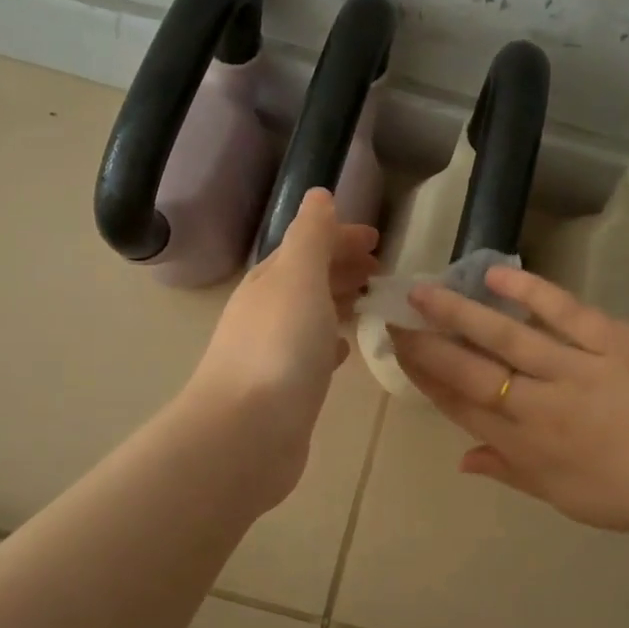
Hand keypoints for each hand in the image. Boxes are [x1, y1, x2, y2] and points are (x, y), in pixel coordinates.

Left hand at [183, 189, 378, 508]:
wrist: (248, 432)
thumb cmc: (279, 348)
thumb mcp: (298, 277)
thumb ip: (311, 236)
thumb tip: (318, 195)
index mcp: (270, 281)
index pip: (306, 246)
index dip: (340, 237)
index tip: (378, 240)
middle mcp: (267, 312)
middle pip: (307, 279)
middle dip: (341, 268)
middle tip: (380, 271)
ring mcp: (273, 352)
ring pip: (310, 316)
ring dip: (336, 303)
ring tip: (368, 303)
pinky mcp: (285, 390)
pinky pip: (311, 354)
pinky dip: (329, 344)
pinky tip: (344, 352)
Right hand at [390, 266, 628, 547]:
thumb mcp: (563, 498)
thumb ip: (510, 473)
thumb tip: (462, 460)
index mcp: (526, 448)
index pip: (461, 408)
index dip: (426, 380)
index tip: (400, 354)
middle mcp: (539, 408)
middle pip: (469, 371)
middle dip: (427, 345)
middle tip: (395, 318)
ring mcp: (576, 372)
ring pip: (506, 338)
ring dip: (460, 313)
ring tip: (425, 291)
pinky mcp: (615, 343)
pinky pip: (565, 313)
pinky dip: (531, 292)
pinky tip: (497, 275)